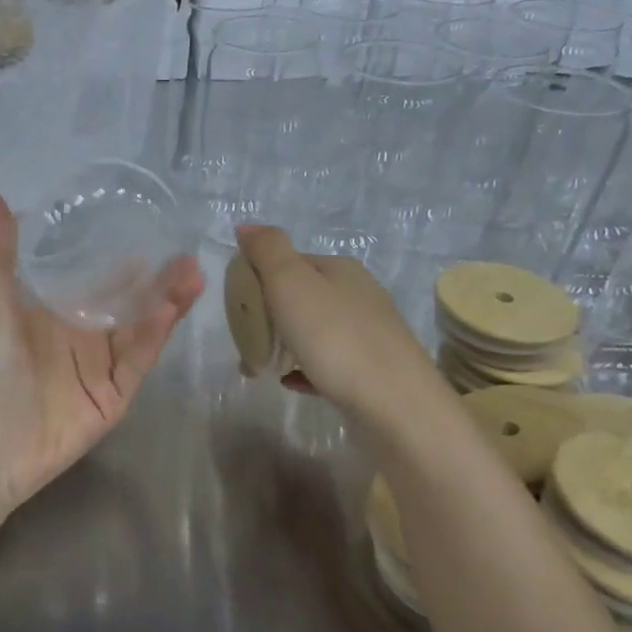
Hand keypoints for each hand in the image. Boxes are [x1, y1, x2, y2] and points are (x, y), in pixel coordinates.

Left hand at [0, 191, 203, 510]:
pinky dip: (154, 336)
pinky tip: (171, 310)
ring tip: (193, 276)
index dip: (123, 259)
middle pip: (128, 303)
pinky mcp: (116, 394)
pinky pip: (138, 360)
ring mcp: (103, 366)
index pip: (96, 280)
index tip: (149, 231)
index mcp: (57, 314)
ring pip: (142, 328)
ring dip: (166, 303)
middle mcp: (84, 336)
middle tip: (186, 255)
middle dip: (157, 280)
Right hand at [234, 225, 438, 424]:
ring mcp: (368, 334)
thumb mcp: (292, 284)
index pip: (288, 261)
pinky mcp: (371, 371)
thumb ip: (267, 251)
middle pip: (300, 296)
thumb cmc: (335, 339)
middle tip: (244, 340)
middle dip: (266, 315)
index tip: (235, 307)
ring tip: (258, 366)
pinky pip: (326, 363)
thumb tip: (246, 225)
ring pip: (313, 330)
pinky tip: (289, 382)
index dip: (257, 279)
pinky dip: (303, 368)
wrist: (395, 407)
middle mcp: (358, 294)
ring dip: (281, 343)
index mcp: (339, 269)